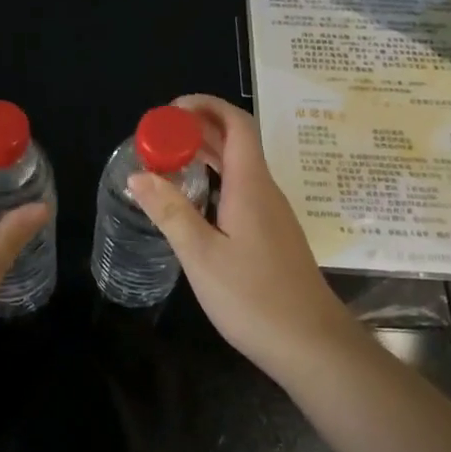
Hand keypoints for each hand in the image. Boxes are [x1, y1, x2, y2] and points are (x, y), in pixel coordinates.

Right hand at [128, 94, 355, 376]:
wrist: (312, 345)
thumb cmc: (254, 298)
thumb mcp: (201, 255)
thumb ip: (170, 212)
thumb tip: (138, 174)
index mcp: (250, 185)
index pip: (235, 124)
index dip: (205, 106)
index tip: (170, 110)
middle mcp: (265, 191)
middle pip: (237, 141)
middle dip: (198, 128)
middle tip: (158, 137)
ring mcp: (272, 213)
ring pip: (240, 167)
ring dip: (207, 155)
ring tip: (168, 161)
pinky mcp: (272, 234)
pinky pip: (243, 189)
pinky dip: (216, 180)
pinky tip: (195, 201)